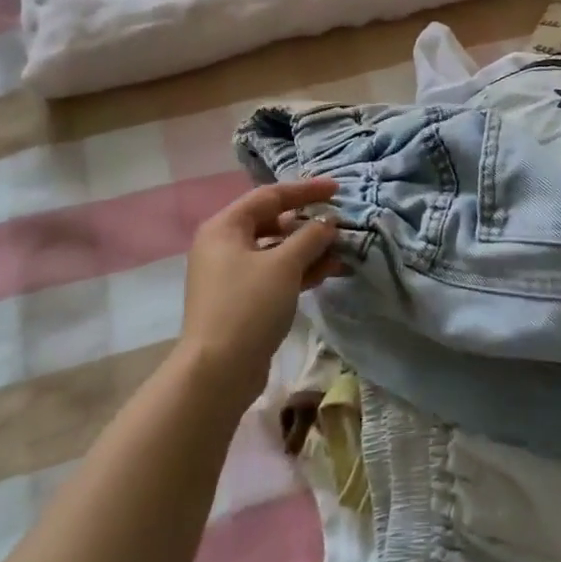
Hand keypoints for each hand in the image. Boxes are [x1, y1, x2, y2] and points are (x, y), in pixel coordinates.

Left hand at [178, 178, 341, 405]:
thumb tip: (328, 222)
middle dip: (309, 223)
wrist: (218, 371)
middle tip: (340, 223)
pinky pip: (275, 273)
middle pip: (273, 222)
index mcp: (226, 227)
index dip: (305, 190)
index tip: (337, 189)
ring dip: (309, 249)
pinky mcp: (242, 300)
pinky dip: (300, 270)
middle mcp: (224, 245)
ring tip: (342, 251)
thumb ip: (311, 237)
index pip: (270, 196)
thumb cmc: (249, 306)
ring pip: (276, 250)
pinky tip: (328, 272)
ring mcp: (232, 274)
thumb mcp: (284, 265)